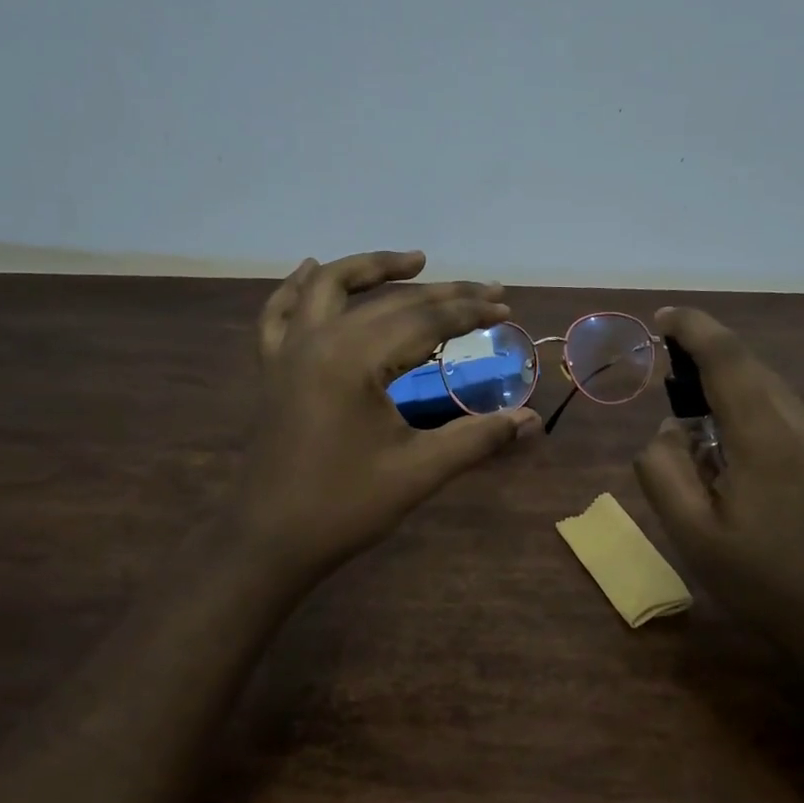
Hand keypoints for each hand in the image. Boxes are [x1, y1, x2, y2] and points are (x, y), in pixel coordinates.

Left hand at [233, 250, 538, 584]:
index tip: (505, 304)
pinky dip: (297, 288)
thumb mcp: (418, 472)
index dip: (469, 311)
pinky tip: (310, 269)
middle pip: (389, 301)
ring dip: (372, 269)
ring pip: (329, 288)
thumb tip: (533, 421)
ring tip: (414, 261)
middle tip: (486, 290)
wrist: (270, 541)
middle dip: (442, 293)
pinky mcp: (272, 369)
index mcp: (355, 359)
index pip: (424, 320)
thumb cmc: (345, 507)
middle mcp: (319, 340)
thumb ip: (477, 438)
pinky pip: (280, 314)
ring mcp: (289, 352)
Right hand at [633, 307, 803, 671]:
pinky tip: (737, 466)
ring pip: (769, 391)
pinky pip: (785, 416)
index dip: (693, 328)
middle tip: (669, 388)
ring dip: (728, 394)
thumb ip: (664, 471)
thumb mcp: (693, 535)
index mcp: (767, 437)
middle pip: (750, 368)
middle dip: (706, 361)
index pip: (727, 358)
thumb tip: (667, 430)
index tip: (662, 319)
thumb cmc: (766, 583)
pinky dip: (750, 416)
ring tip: (699, 442)